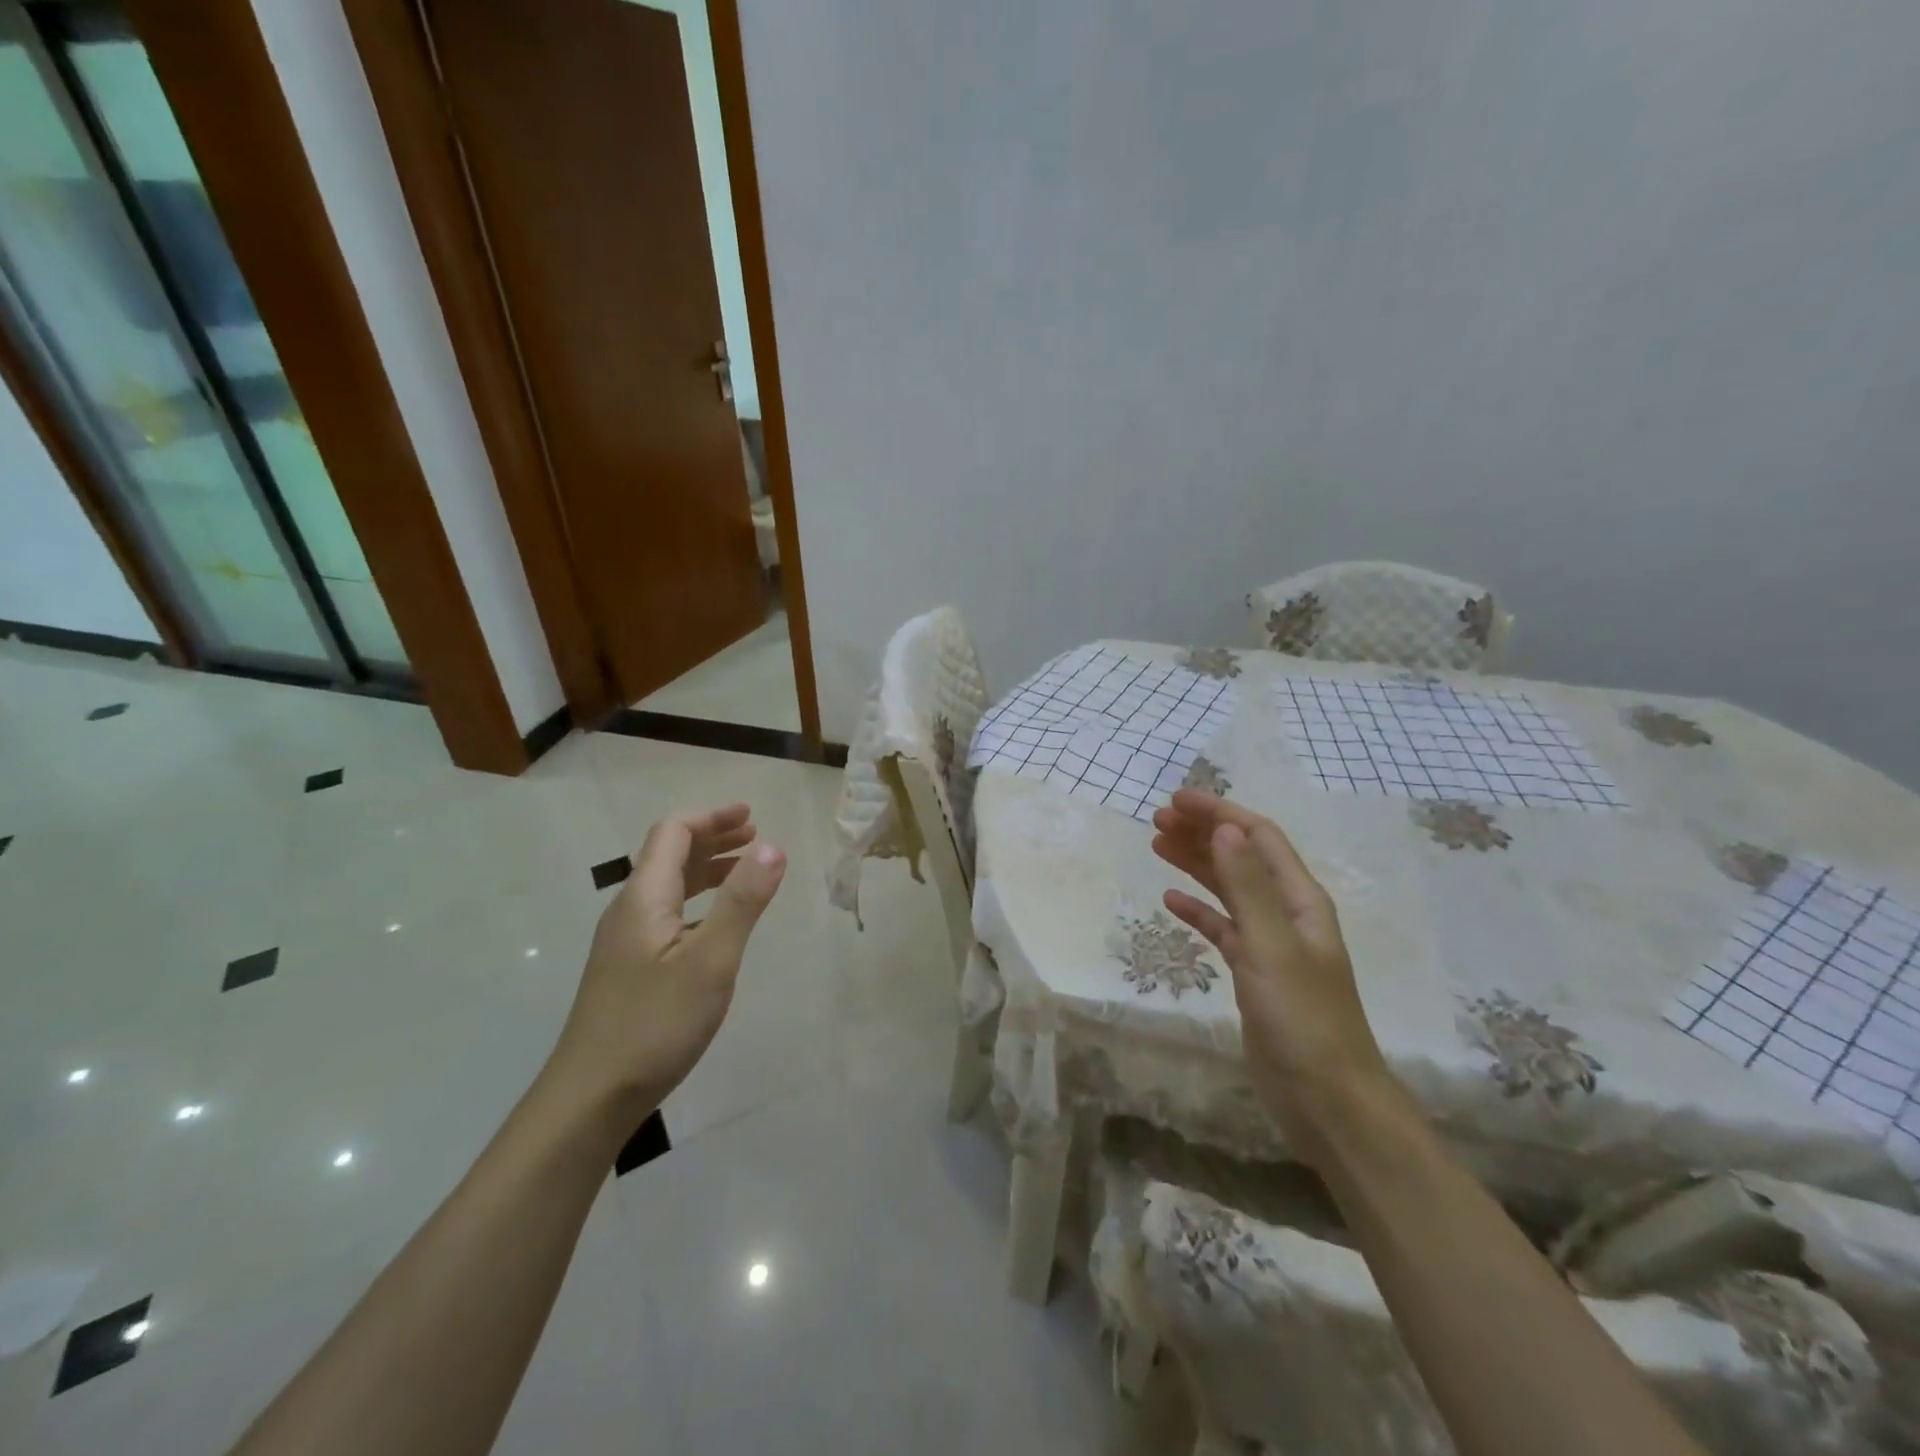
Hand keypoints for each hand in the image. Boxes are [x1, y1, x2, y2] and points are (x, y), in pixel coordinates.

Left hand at [548, 804, 786, 1122]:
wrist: (590, 1098)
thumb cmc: (655, 1024)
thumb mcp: (711, 959)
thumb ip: (742, 901)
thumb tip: (772, 846)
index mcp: (644, 897)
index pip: (673, 833)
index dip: (712, 817)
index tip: (751, 816)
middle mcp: (629, 911)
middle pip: (669, 855)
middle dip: (713, 838)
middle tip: (755, 836)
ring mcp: (625, 942)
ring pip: (668, 887)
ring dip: (707, 869)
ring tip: (745, 871)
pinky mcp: (629, 969)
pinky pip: (667, 914)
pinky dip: (699, 902)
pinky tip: (717, 925)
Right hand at [1151, 789, 1391, 1161]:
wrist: (1326, 1100)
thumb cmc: (1303, 1019)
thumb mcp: (1272, 947)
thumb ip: (1248, 887)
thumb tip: (1224, 829)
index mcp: (1300, 900)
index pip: (1258, 837)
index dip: (1219, 813)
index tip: (1174, 800)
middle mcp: (1286, 914)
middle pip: (1241, 858)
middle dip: (1202, 833)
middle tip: (1156, 821)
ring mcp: (1269, 944)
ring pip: (1228, 889)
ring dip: (1196, 864)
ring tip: (1157, 845)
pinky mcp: (1253, 973)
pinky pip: (1221, 928)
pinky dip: (1197, 910)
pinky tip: (1171, 901)